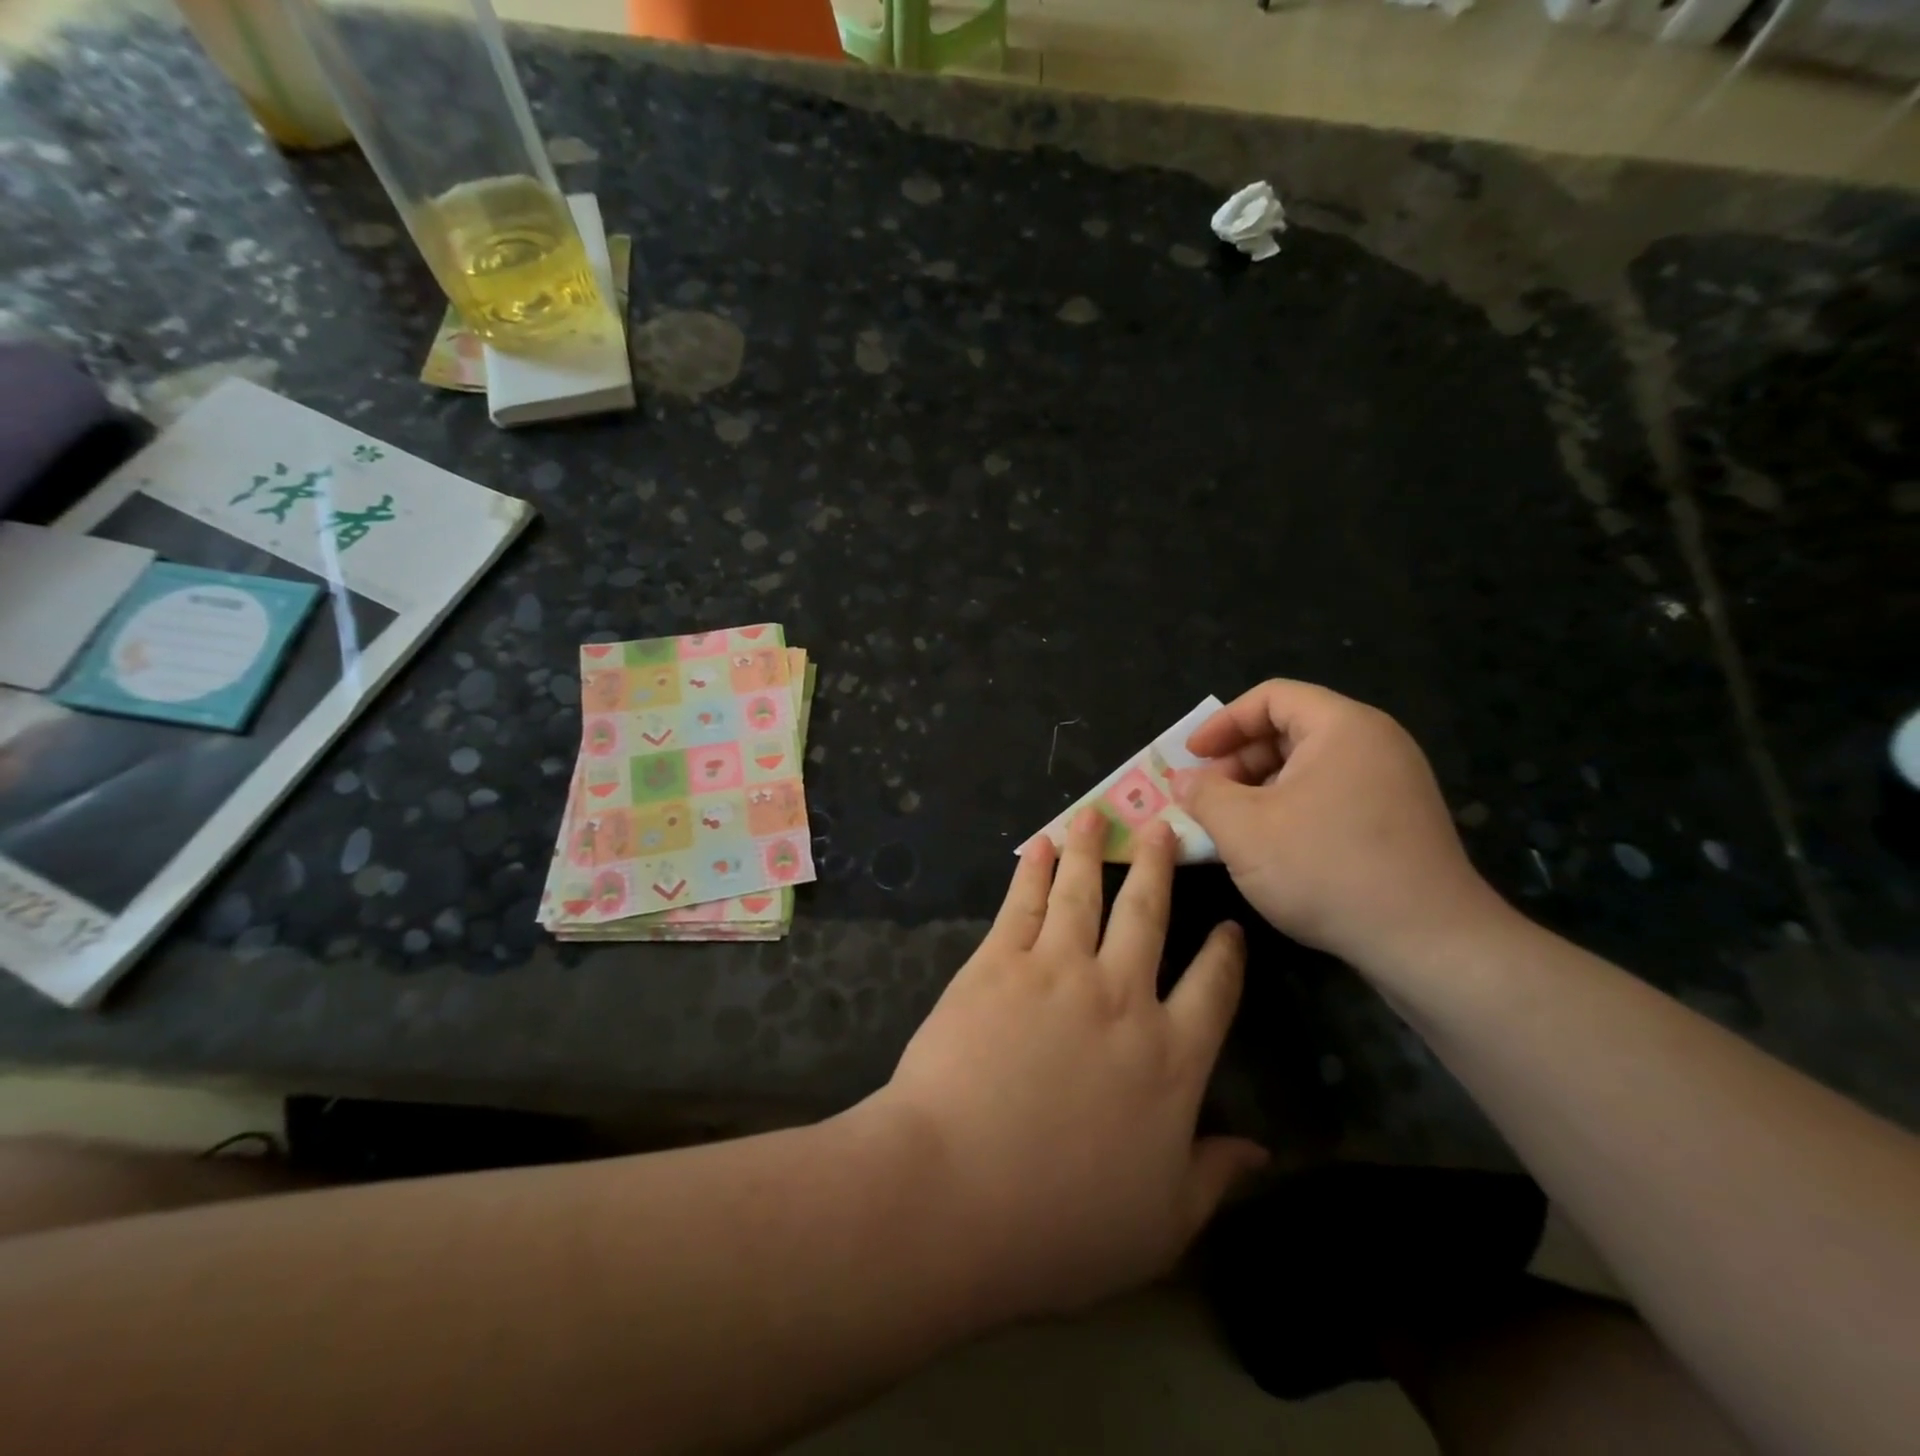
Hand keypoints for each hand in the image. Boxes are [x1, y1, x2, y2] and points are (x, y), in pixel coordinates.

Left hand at [877, 809, 1266, 1324]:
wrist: (956, 1191)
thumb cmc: (1061, 1222)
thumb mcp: (1161, 1223)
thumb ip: (1215, 1177)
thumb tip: (1263, 1151)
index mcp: (1169, 1060)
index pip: (1214, 990)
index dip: (1226, 953)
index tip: (1230, 926)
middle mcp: (1122, 998)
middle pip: (1149, 917)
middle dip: (1160, 869)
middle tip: (1165, 830)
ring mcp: (1057, 972)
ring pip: (1085, 894)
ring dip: (1094, 851)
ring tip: (1098, 814)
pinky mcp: (999, 963)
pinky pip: (1024, 904)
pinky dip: (1034, 870)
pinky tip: (1040, 845)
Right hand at [1177, 680, 1509, 972]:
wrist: (1428, 941)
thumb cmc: (1326, 868)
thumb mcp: (1243, 829)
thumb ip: (1204, 795)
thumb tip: (1184, 782)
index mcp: (1342, 727)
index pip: (1272, 697)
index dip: (1222, 722)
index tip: (1191, 756)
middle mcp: (1375, 743)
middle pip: (1291, 728)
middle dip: (1238, 759)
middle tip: (1206, 795)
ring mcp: (1393, 782)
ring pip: (1309, 766)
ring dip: (1261, 787)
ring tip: (1231, 824)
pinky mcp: (1399, 820)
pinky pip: (1332, 794)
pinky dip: (1292, 807)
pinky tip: (1271, 846)